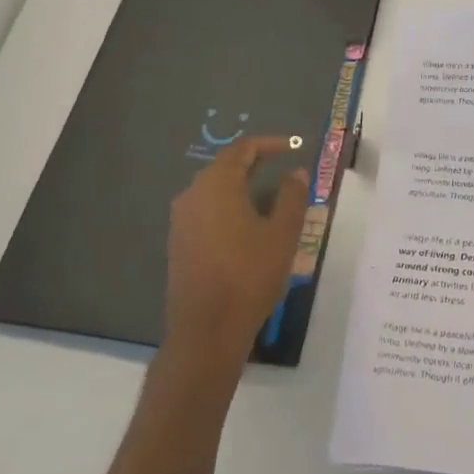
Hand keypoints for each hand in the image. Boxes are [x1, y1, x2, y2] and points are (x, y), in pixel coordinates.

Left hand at [164, 136, 309, 371]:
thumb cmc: (249, 275)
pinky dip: (228, 207)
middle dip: (255, 163)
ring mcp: (181, 220)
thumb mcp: (282, 233)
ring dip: (242, 186)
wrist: (206, 330)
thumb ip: (291, 196)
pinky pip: (206, 211)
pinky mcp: (178, 243)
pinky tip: (247, 225)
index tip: (294, 147)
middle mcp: (193, 194)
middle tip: (283, 169)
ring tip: (270, 198)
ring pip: (214, 189)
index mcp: (217, 184)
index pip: (243, 148)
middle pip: (225, 166)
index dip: (270, 143)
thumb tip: (295, 172)